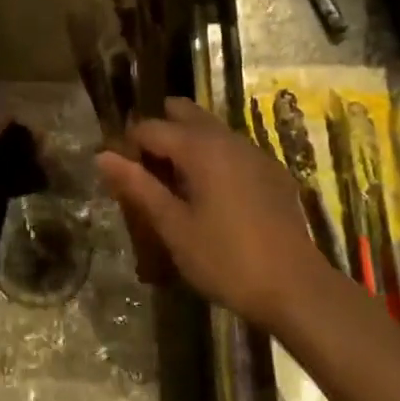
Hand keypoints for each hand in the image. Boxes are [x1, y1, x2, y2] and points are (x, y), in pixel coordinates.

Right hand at [97, 98, 332, 332]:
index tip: (121, 177)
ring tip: (175, 187)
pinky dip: (213, 159)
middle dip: (160, 134)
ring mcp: (254, 152)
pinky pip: (232, 149)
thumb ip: (139, 187)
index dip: (129, 146)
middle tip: (148, 175)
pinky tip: (212, 197)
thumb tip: (103, 156)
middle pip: (183, 113)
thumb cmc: (226, 260)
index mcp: (200, 147)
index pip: (150, 127)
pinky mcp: (272, 171)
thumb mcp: (174, 227)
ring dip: (187, 145)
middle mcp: (228, 138)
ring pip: (210, 129)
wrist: (296, 288)